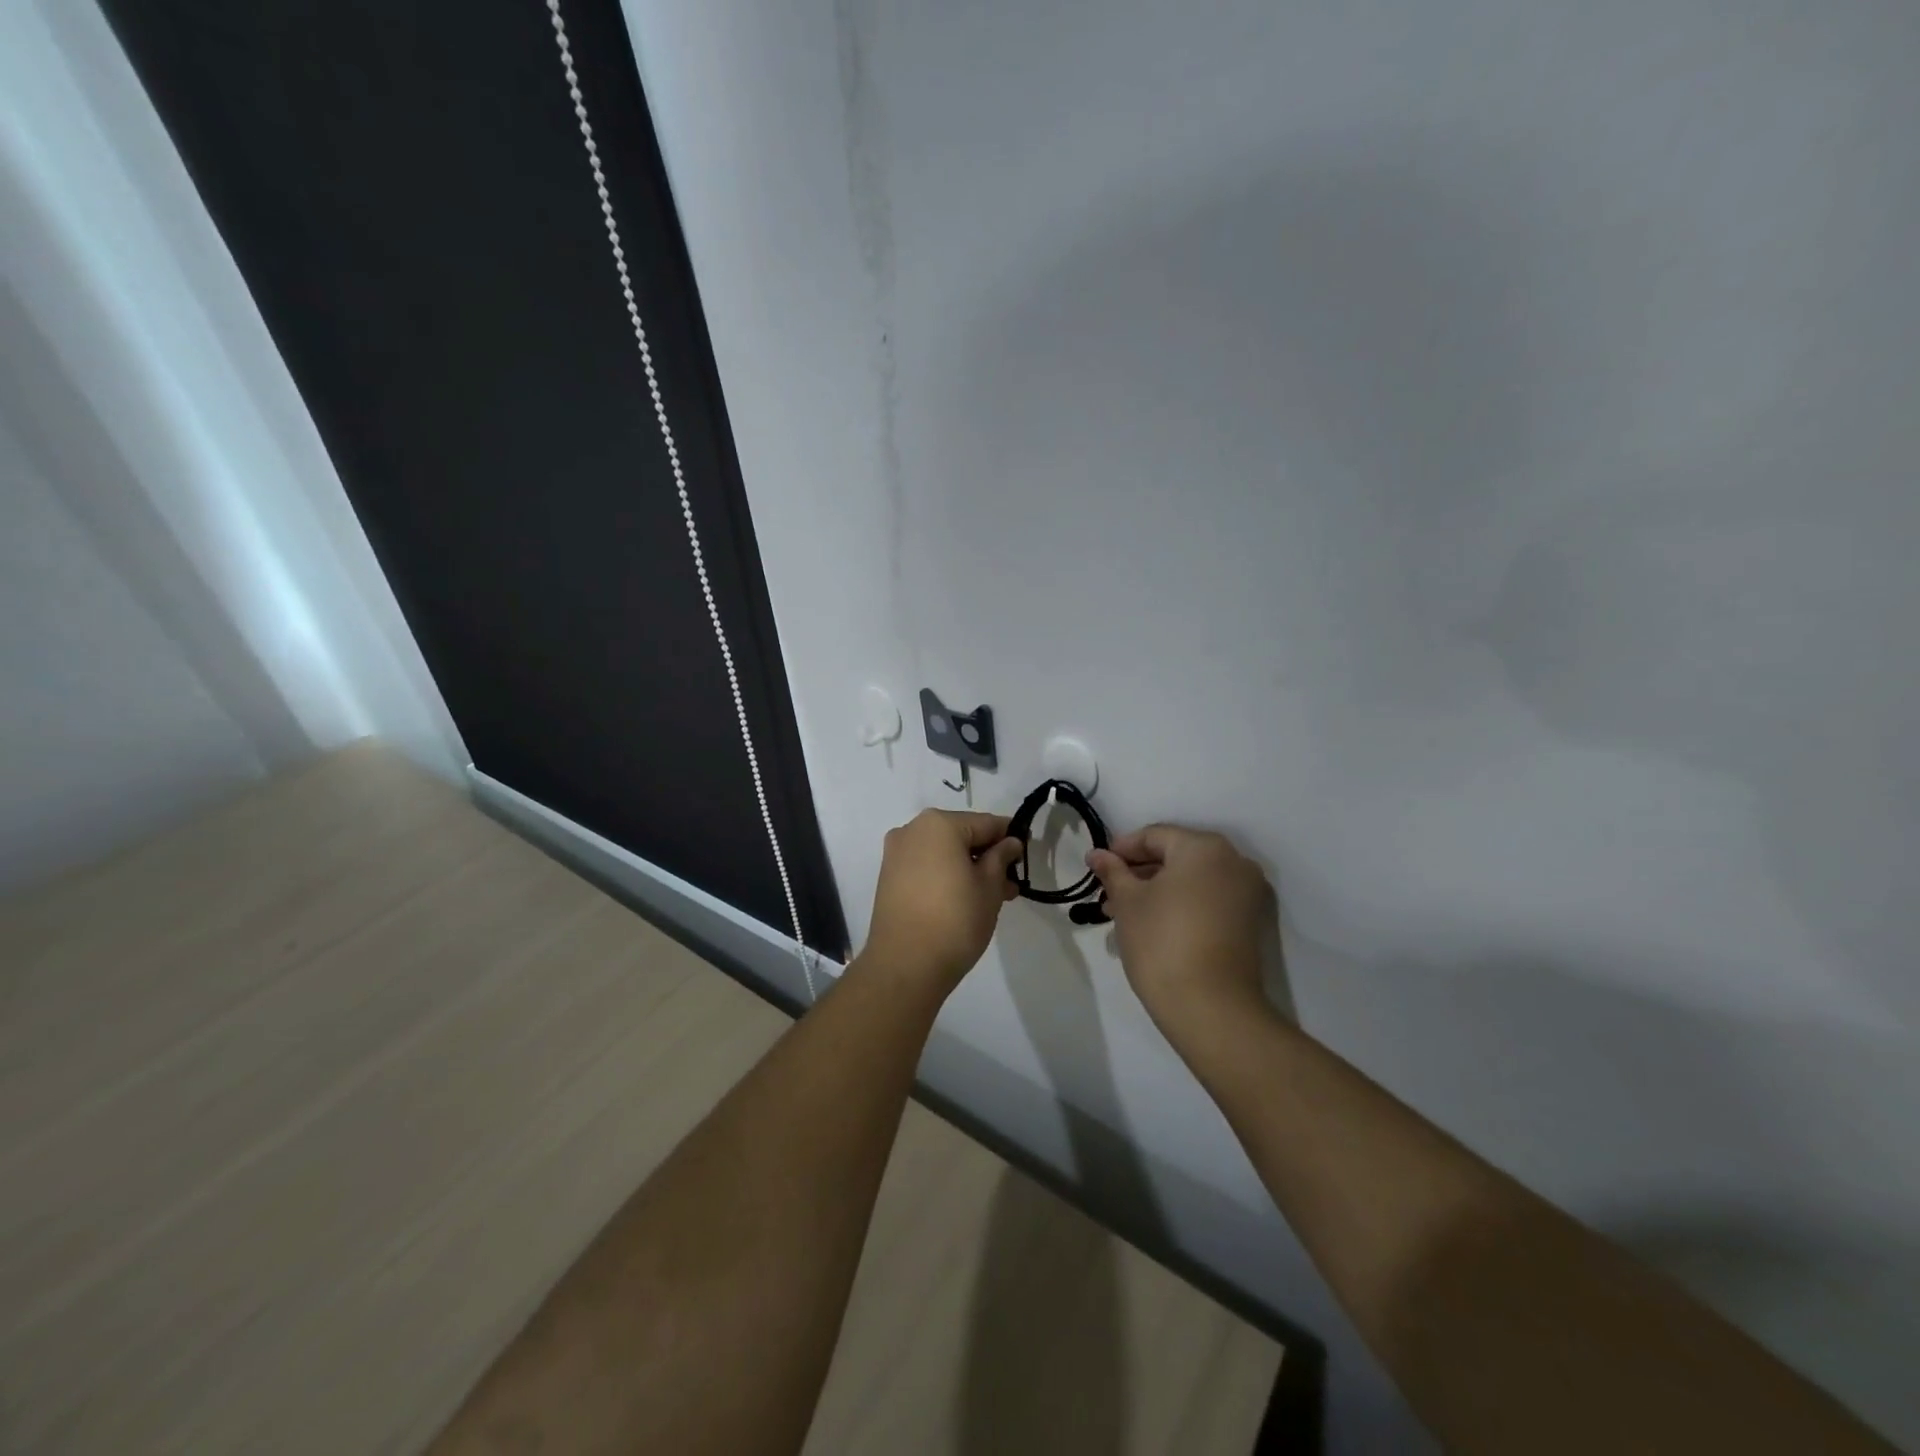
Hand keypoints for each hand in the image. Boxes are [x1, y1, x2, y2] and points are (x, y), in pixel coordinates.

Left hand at [860, 810, 1024, 994]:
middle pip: (961, 836)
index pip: (986, 823)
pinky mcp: (889, 878)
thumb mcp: (989, 887)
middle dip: (988, 857)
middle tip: (1010, 885)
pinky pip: (926, 867)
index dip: (1010, 838)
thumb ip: (1001, 858)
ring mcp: (896, 855)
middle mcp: (912, 830)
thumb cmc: (955, 919)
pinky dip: (947, 876)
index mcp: (938, 824)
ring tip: (992, 899)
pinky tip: (964, 901)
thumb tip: (1009, 843)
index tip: (1026, 856)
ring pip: (943, 853)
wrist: (905, 965)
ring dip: (968, 869)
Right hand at [1087, 824, 1275, 1046]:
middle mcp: (1234, 861)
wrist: (1212, 1007)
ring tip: (1123, 916)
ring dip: (1157, 891)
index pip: (1155, 836)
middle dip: (1139, 874)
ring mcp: (1247, 893)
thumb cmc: (1162, 941)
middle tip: (1108, 896)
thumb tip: (1097, 855)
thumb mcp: (1127, 902)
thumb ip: (1112, 872)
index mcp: (1204, 847)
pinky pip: (1208, 900)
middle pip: (1176, 856)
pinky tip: (1152, 926)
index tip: (1098, 869)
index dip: (1121, 849)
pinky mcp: (1250, 922)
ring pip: (1192, 880)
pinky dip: (1181, 905)